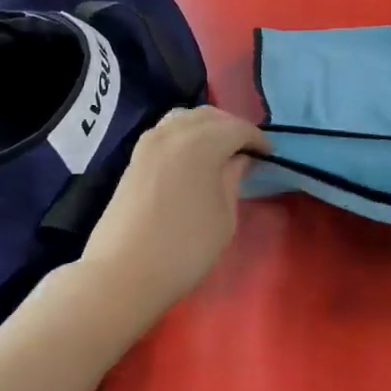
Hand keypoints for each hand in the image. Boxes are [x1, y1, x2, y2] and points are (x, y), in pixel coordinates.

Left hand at [78, 106, 266, 317]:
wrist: (121, 275)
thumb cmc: (184, 249)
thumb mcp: (224, 217)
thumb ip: (234, 179)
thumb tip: (238, 159)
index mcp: (202, 142)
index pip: (238, 128)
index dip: (257, 139)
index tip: (269, 155)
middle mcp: (174, 132)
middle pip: (210, 116)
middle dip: (232, 128)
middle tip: (247, 150)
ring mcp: (149, 143)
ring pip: (185, 118)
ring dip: (206, 126)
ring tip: (219, 150)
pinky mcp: (134, 159)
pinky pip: (166, 131)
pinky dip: (185, 134)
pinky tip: (192, 157)